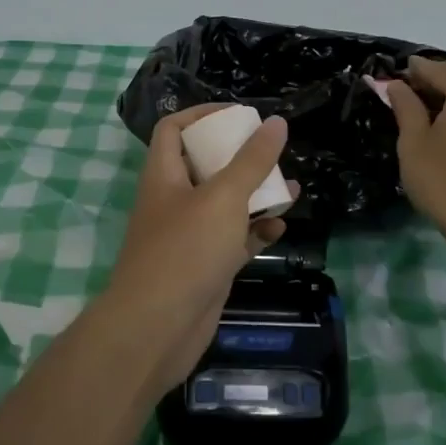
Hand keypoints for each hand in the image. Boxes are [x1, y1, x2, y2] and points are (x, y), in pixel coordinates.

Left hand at [103, 104, 297, 399]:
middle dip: (238, 157)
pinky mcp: (205, 267)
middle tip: (270, 151)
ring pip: (224, 204)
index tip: (239, 115)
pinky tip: (280, 228)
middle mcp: (173, 201)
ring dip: (254, 195)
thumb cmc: (185, 251)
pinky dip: (255, 232)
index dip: (202, 115)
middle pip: (204, 165)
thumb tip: (276, 122)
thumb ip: (252, 160)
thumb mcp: (223, 197)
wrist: (157, 330)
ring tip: (288, 188)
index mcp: (165, 175)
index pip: (174, 129)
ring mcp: (189, 236)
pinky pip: (234, 240)